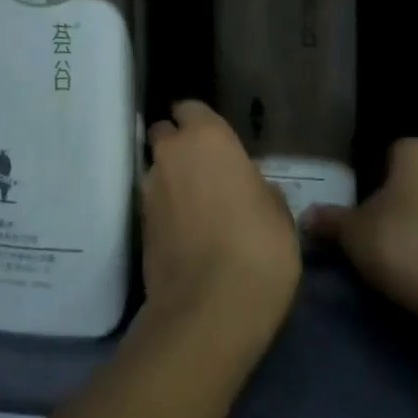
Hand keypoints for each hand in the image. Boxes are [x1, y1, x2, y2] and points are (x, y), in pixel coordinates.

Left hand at [140, 101, 299, 349]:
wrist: (208, 309)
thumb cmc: (258, 249)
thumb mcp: (279, 215)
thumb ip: (258, 188)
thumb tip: (250, 188)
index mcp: (207, 136)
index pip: (191, 108)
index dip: (200, 123)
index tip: (216, 142)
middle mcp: (171, 152)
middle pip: (165, 134)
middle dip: (178, 146)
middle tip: (203, 172)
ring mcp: (149, 187)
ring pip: (156, 169)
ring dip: (170, 180)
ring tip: (194, 208)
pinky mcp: (138, 223)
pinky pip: (153, 203)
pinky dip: (165, 210)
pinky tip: (184, 233)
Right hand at [305, 139, 417, 339]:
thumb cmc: (407, 245)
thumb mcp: (354, 234)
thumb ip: (329, 220)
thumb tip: (305, 217)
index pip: (385, 153)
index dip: (367, 179)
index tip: (356, 208)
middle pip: (411, 180)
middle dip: (395, 201)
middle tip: (372, 230)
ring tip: (397, 256)